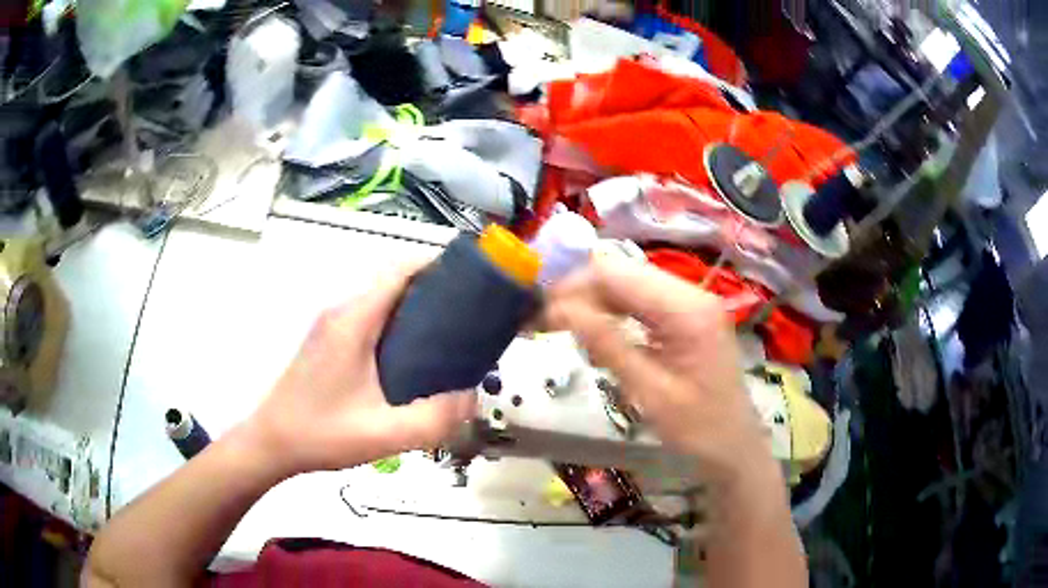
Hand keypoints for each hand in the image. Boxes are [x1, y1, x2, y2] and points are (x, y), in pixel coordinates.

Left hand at [243, 260, 476, 476]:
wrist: (272, 443)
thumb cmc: (321, 434)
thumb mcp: (383, 435)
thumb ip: (433, 419)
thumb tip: (471, 397)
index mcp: (353, 321)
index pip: (398, 270)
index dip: (436, 265)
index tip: (471, 280)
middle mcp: (341, 312)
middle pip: (392, 280)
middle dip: (433, 288)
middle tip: (469, 316)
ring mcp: (331, 325)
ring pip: (381, 298)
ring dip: (415, 306)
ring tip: (449, 335)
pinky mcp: (327, 340)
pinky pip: (369, 316)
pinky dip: (396, 321)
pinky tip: (413, 356)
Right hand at [545, 255, 774, 484]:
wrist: (733, 447)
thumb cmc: (697, 429)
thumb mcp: (648, 391)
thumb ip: (606, 344)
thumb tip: (557, 309)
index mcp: (687, 309)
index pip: (617, 275)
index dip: (573, 285)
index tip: (537, 308)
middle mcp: (690, 293)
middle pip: (622, 273)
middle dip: (580, 292)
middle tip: (543, 319)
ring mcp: (690, 302)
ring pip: (628, 285)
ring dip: (593, 302)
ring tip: (561, 327)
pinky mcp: (686, 316)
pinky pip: (640, 302)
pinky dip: (612, 313)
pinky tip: (595, 335)